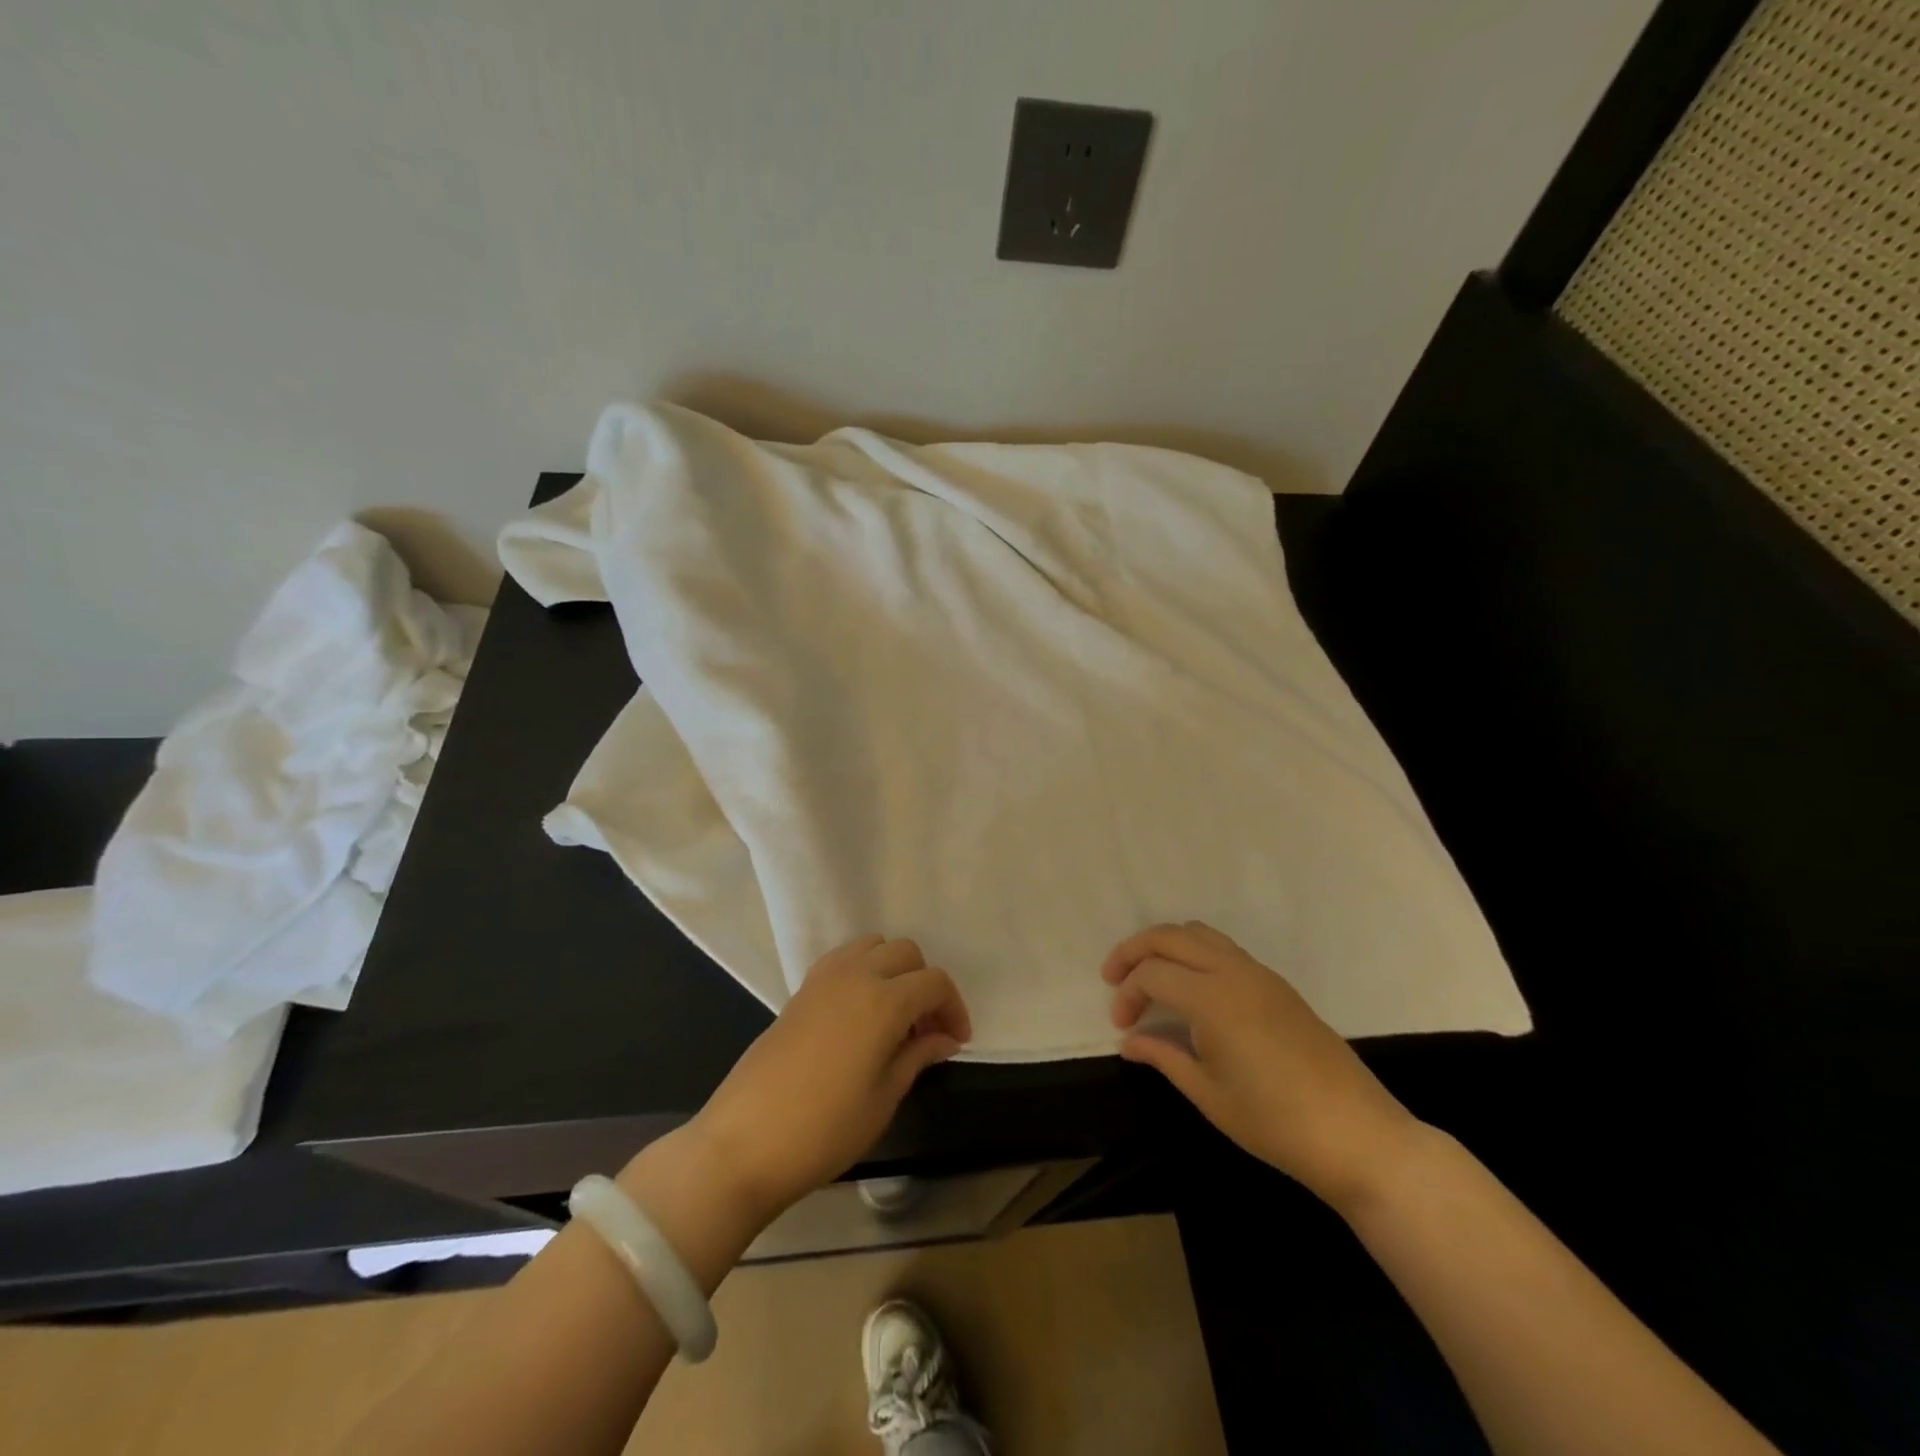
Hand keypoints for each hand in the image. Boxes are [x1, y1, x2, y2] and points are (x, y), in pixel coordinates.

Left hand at [685, 935, 970, 1220]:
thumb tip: (944, 1038)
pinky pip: (843, 959)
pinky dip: (862, 970)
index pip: (934, 983)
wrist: (744, 1143)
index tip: (956, 1042)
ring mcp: (823, 979)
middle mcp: (856, 976)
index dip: (954, 1008)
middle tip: (926, 1030)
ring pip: (873, 946)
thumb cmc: (824, 1130)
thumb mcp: (883, 1099)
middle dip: (925, 984)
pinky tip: (859, 1014)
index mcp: (884, 1001)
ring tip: (893, 1017)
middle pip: (906, 953)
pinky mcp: (800, 991)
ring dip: (893, 970)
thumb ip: (917, 1056)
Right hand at [1104, 921, 1421, 1210]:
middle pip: (1171, 936)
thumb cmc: (1276, 1123)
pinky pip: (1225, 949)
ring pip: (1200, 933)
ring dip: (1167, 945)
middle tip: (1114, 978)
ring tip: (1149, 976)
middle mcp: (1234, 972)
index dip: (1127, 995)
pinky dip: (1195, 954)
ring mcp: (1260, 974)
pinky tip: (1191, 990)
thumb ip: (1164, 1057)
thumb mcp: (1210, 1095)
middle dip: (1135, 950)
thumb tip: (1130, 1042)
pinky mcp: (1278, 985)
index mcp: (1213, 998)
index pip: (1152, 974)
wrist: (1358, 1136)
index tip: (1121, 1027)